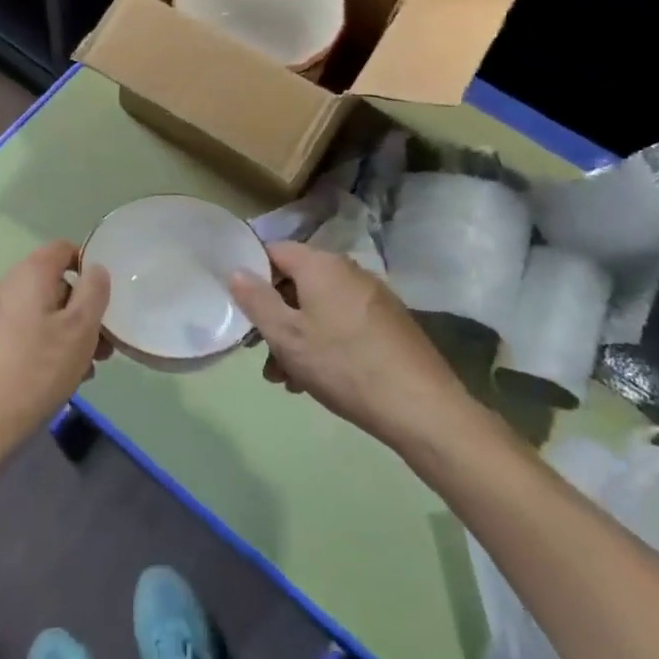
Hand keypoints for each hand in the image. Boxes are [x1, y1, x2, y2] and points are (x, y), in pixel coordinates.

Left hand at [0, 241, 111, 463]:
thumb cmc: (35, 370)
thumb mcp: (80, 331)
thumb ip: (94, 293)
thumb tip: (95, 269)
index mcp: (28, 274)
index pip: (62, 248)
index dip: (87, 266)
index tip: (104, 299)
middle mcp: (3, 285)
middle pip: (50, 284)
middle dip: (79, 311)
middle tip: (101, 347)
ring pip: (35, 313)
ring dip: (62, 333)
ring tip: (81, 370)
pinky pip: (17, 333)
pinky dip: (38, 346)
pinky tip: (49, 380)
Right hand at [229, 241, 471, 448]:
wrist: (421, 407)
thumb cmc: (343, 364)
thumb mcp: (287, 336)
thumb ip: (256, 300)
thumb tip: (237, 270)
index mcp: (321, 265)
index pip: (274, 251)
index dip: (253, 275)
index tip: (243, 308)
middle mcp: (349, 271)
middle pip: (298, 283)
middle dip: (276, 317)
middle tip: (263, 356)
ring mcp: (374, 296)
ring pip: (320, 308)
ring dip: (298, 337)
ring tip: (288, 379)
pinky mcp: (390, 322)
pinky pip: (344, 322)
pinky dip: (325, 342)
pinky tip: (319, 379)